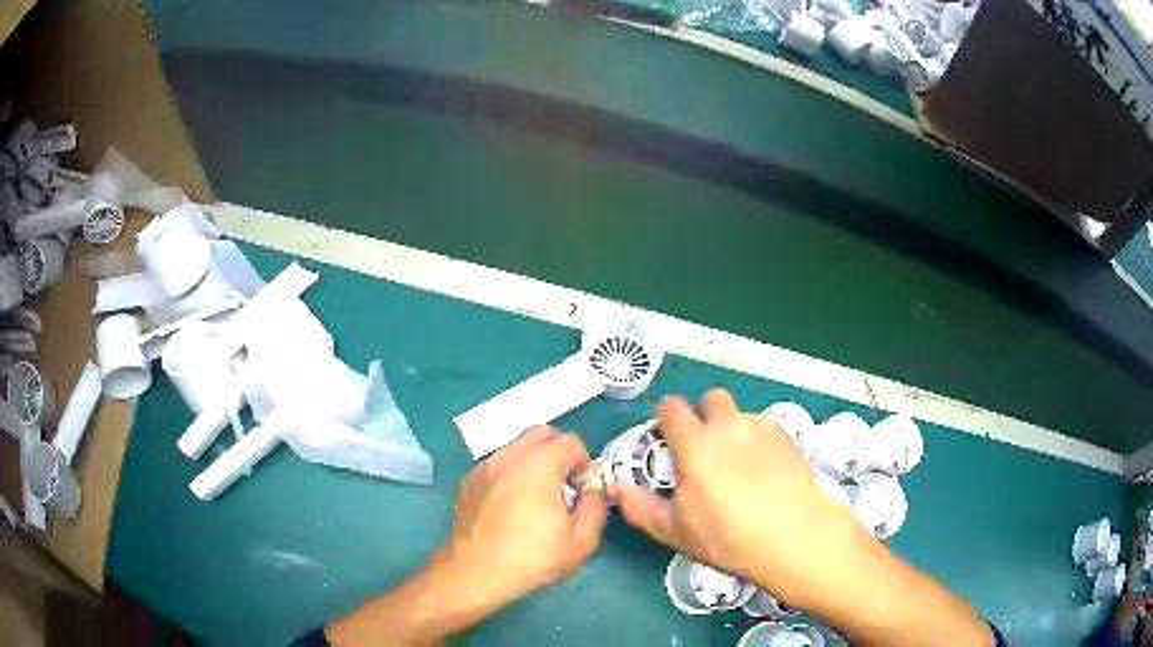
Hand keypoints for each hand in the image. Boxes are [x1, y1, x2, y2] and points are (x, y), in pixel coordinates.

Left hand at [439, 425, 608, 610]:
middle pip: (542, 433)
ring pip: (517, 446)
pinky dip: (511, 472)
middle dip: (559, 453)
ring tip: (536, 496)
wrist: (474, 573)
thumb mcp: (581, 541)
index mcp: (538, 466)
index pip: (571, 442)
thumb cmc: (531, 558)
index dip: (583, 464)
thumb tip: (592, 490)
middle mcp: (509, 456)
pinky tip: (511, 505)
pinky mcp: (468, 480)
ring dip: (534, 461)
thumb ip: (595, 507)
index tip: (580, 491)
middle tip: (562, 486)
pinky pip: (498, 463)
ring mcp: (485, 466)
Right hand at [611, 389, 859, 607]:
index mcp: (696, 443)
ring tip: (739, 467)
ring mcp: (761, 427)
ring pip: (739, 415)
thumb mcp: (676, 530)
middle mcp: (728, 425)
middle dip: (703, 416)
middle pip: (710, 398)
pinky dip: (756, 441)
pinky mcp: (787, 435)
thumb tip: (614, 486)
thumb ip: (640, 506)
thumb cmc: (728, 537)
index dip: (666, 420)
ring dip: (732, 430)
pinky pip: (763, 428)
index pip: (672, 407)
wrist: (795, 535)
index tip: (669, 443)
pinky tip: (764, 472)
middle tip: (705, 451)